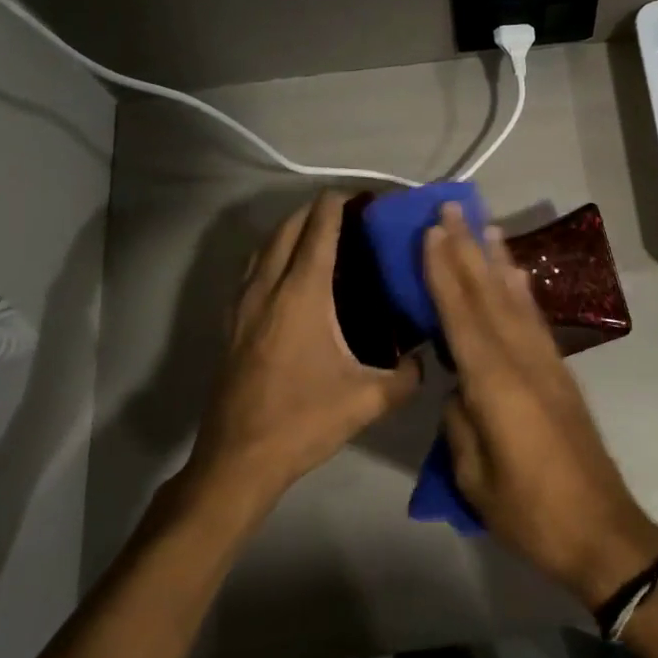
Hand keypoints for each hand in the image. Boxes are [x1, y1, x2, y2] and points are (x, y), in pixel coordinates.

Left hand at [182, 192, 420, 509]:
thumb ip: (406, 377)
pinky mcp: (230, 323)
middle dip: (316, 210)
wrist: (238, 460)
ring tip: (320, 235)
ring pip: (264, 246)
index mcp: (302, 296)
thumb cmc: (303, 422)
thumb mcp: (367, 401)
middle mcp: (268, 289)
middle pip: (288, 228)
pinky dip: (272, 255)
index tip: (363, 197)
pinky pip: (251, 270)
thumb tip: (426, 361)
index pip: (319, 229)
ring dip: (291, 230)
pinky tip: (290, 275)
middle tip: (350, 214)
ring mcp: (242, 305)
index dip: (339, 204)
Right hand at [425, 203, 657, 608]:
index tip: (431, 232)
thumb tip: (459, 390)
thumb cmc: (530, 511)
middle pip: (488, 296)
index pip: (461, 316)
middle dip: (468, 250)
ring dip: (497, 260)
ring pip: (515, 301)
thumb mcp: (474, 476)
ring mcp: (546, 364)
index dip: (444, 272)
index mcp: (495, 384)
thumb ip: (461, 422)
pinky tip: (516, 276)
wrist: (600, 529)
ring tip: (485, 226)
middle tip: (451, 209)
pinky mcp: (560, 374)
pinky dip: (521, 292)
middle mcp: (523, 360)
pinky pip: (534, 320)